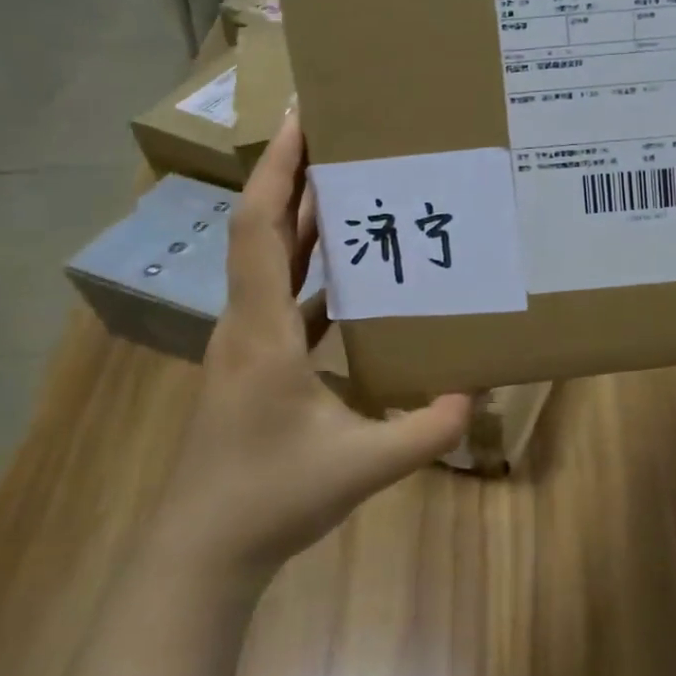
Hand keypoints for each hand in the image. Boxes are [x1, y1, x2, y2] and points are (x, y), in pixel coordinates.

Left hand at [149, 108, 470, 583]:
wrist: (199, 555)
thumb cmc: (268, 499)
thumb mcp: (361, 465)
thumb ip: (426, 431)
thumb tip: (476, 394)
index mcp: (261, 330)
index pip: (261, 227)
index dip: (278, 169)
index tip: (301, 120)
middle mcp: (246, 323)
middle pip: (263, 229)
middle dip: (294, 177)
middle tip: (340, 137)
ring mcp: (246, 344)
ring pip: (271, 263)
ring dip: (303, 221)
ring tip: (350, 187)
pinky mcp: (254, 365)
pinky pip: (283, 298)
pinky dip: (311, 272)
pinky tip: (350, 274)